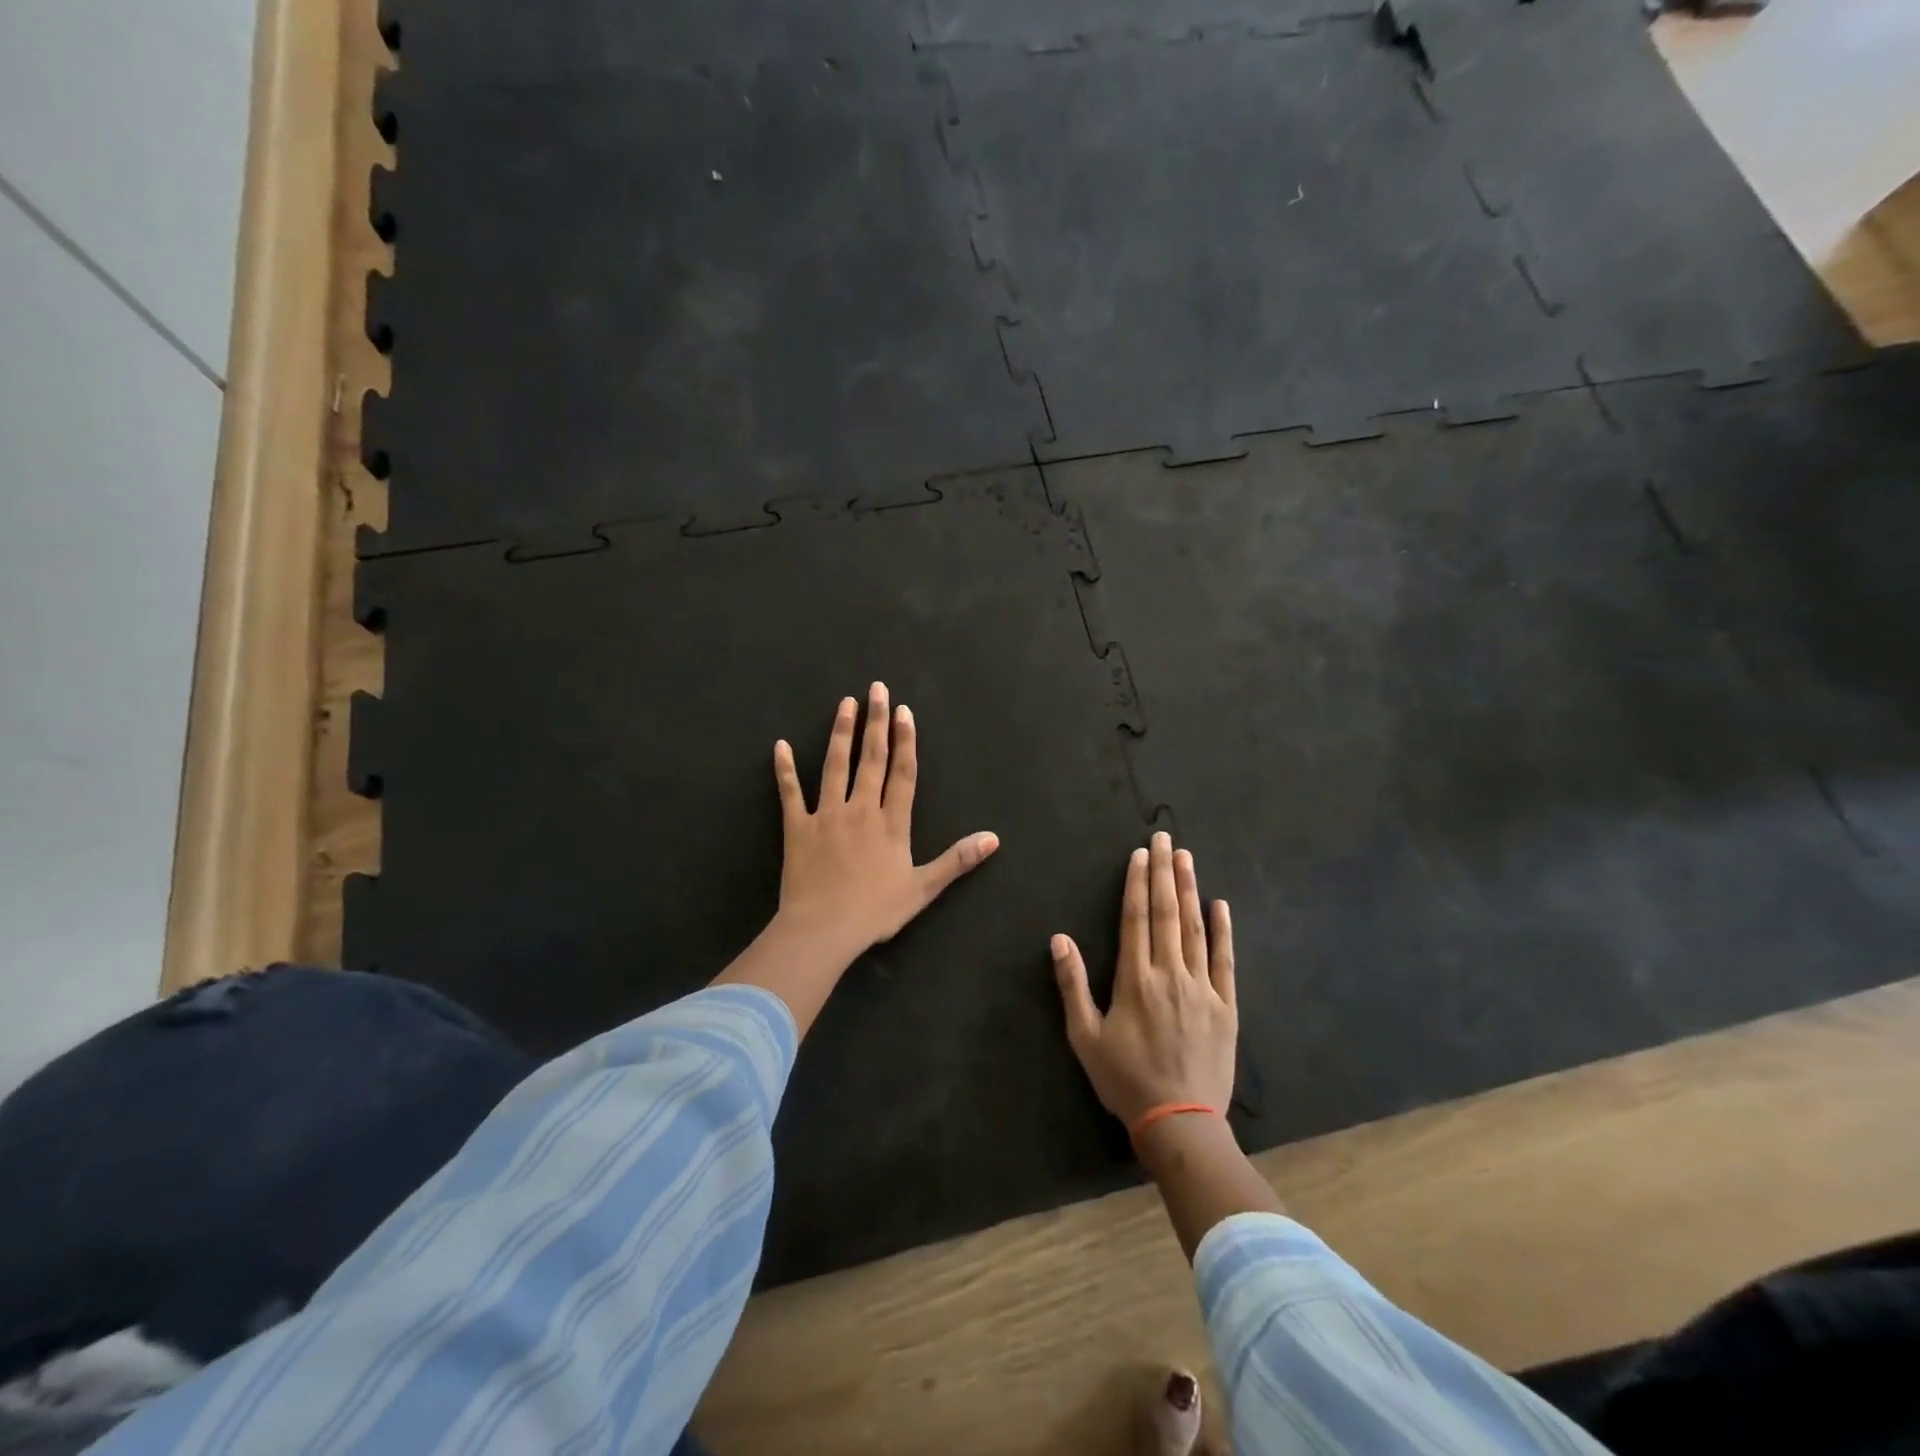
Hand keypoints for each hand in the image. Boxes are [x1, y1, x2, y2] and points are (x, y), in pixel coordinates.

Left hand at [773, 682, 999, 958]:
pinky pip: (790, 793)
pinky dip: (785, 769)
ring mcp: (826, 815)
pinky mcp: (797, 828)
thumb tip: (993, 838)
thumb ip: (956, 860)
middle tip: (877, 689)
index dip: (905, 741)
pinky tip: (780, 745)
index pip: (902, 773)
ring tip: (845, 703)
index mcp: (891, 823)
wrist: (823, 929)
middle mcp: (860, 809)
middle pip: (871, 759)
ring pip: (834, 766)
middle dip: (876, 722)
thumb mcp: (923, 888)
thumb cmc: (875, 911)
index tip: (904, 712)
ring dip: (841, 733)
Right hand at [1052, 832, 1235, 1127]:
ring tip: (1187, 858)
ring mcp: (1202, 987)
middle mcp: (1169, 973)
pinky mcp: (1226, 1005)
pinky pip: (1225, 960)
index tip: (1140, 854)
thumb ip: (1072, 985)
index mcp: (1135, 978)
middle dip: (1164, 872)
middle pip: (1166, 912)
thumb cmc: (1125, 1079)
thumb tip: (1059, 939)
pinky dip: (1224, 930)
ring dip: (1190, 890)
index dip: (1137, 882)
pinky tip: (1221, 904)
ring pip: (1195, 927)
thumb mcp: (1085, 1036)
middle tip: (1166, 838)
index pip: (1135, 918)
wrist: (1179, 1122)